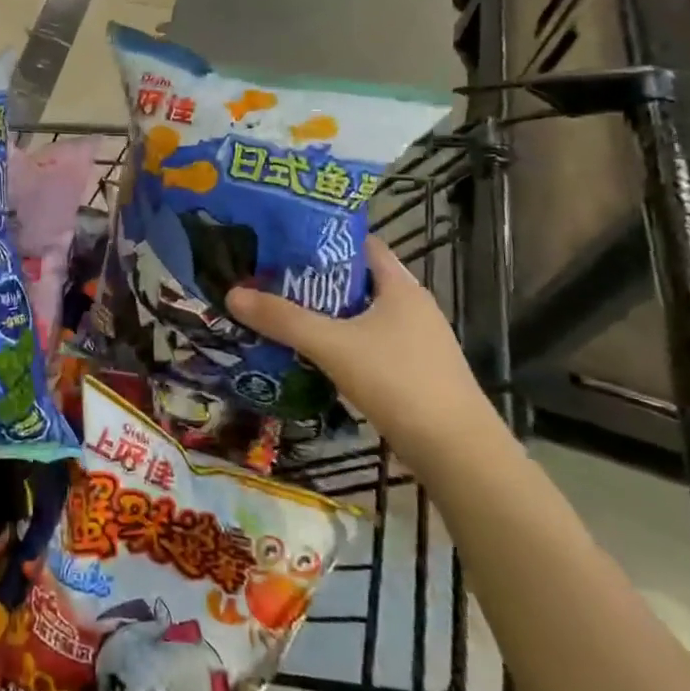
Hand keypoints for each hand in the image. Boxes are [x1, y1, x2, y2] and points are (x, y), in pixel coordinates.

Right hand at [226, 237, 497, 473]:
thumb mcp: (331, 345)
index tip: (284, 239)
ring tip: (282, 312)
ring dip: (326, 313)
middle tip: (270, 277)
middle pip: (357, 279)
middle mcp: (412, 306)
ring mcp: (416, 341)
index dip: (324, 237)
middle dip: (315, 278)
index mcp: (400, 286)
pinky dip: (340, 341)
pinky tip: (312, 353)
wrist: (457, 453)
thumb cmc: (398, 381)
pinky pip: (368, 343)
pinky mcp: (414, 371)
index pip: (361, 243)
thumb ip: (282, 319)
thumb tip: (232, 293)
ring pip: (362, 314)